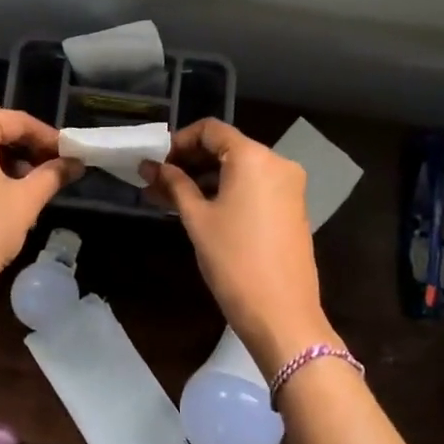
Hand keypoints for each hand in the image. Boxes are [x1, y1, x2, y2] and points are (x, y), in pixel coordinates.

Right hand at [143, 120, 338, 377]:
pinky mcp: (293, 207)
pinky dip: (228, 191)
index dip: (179, 141)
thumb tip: (150, 166)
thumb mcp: (197, 219)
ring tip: (171, 198)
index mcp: (254, 157)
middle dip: (190, 161)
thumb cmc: (234, 260)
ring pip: (240, 169)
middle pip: (227, 147)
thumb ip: (174, 185)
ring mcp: (289, 186)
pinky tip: (201, 209)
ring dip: (206, 178)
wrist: (282, 313)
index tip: (156, 162)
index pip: (211, 130)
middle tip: (157, 181)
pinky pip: (255, 186)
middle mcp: (277, 162)